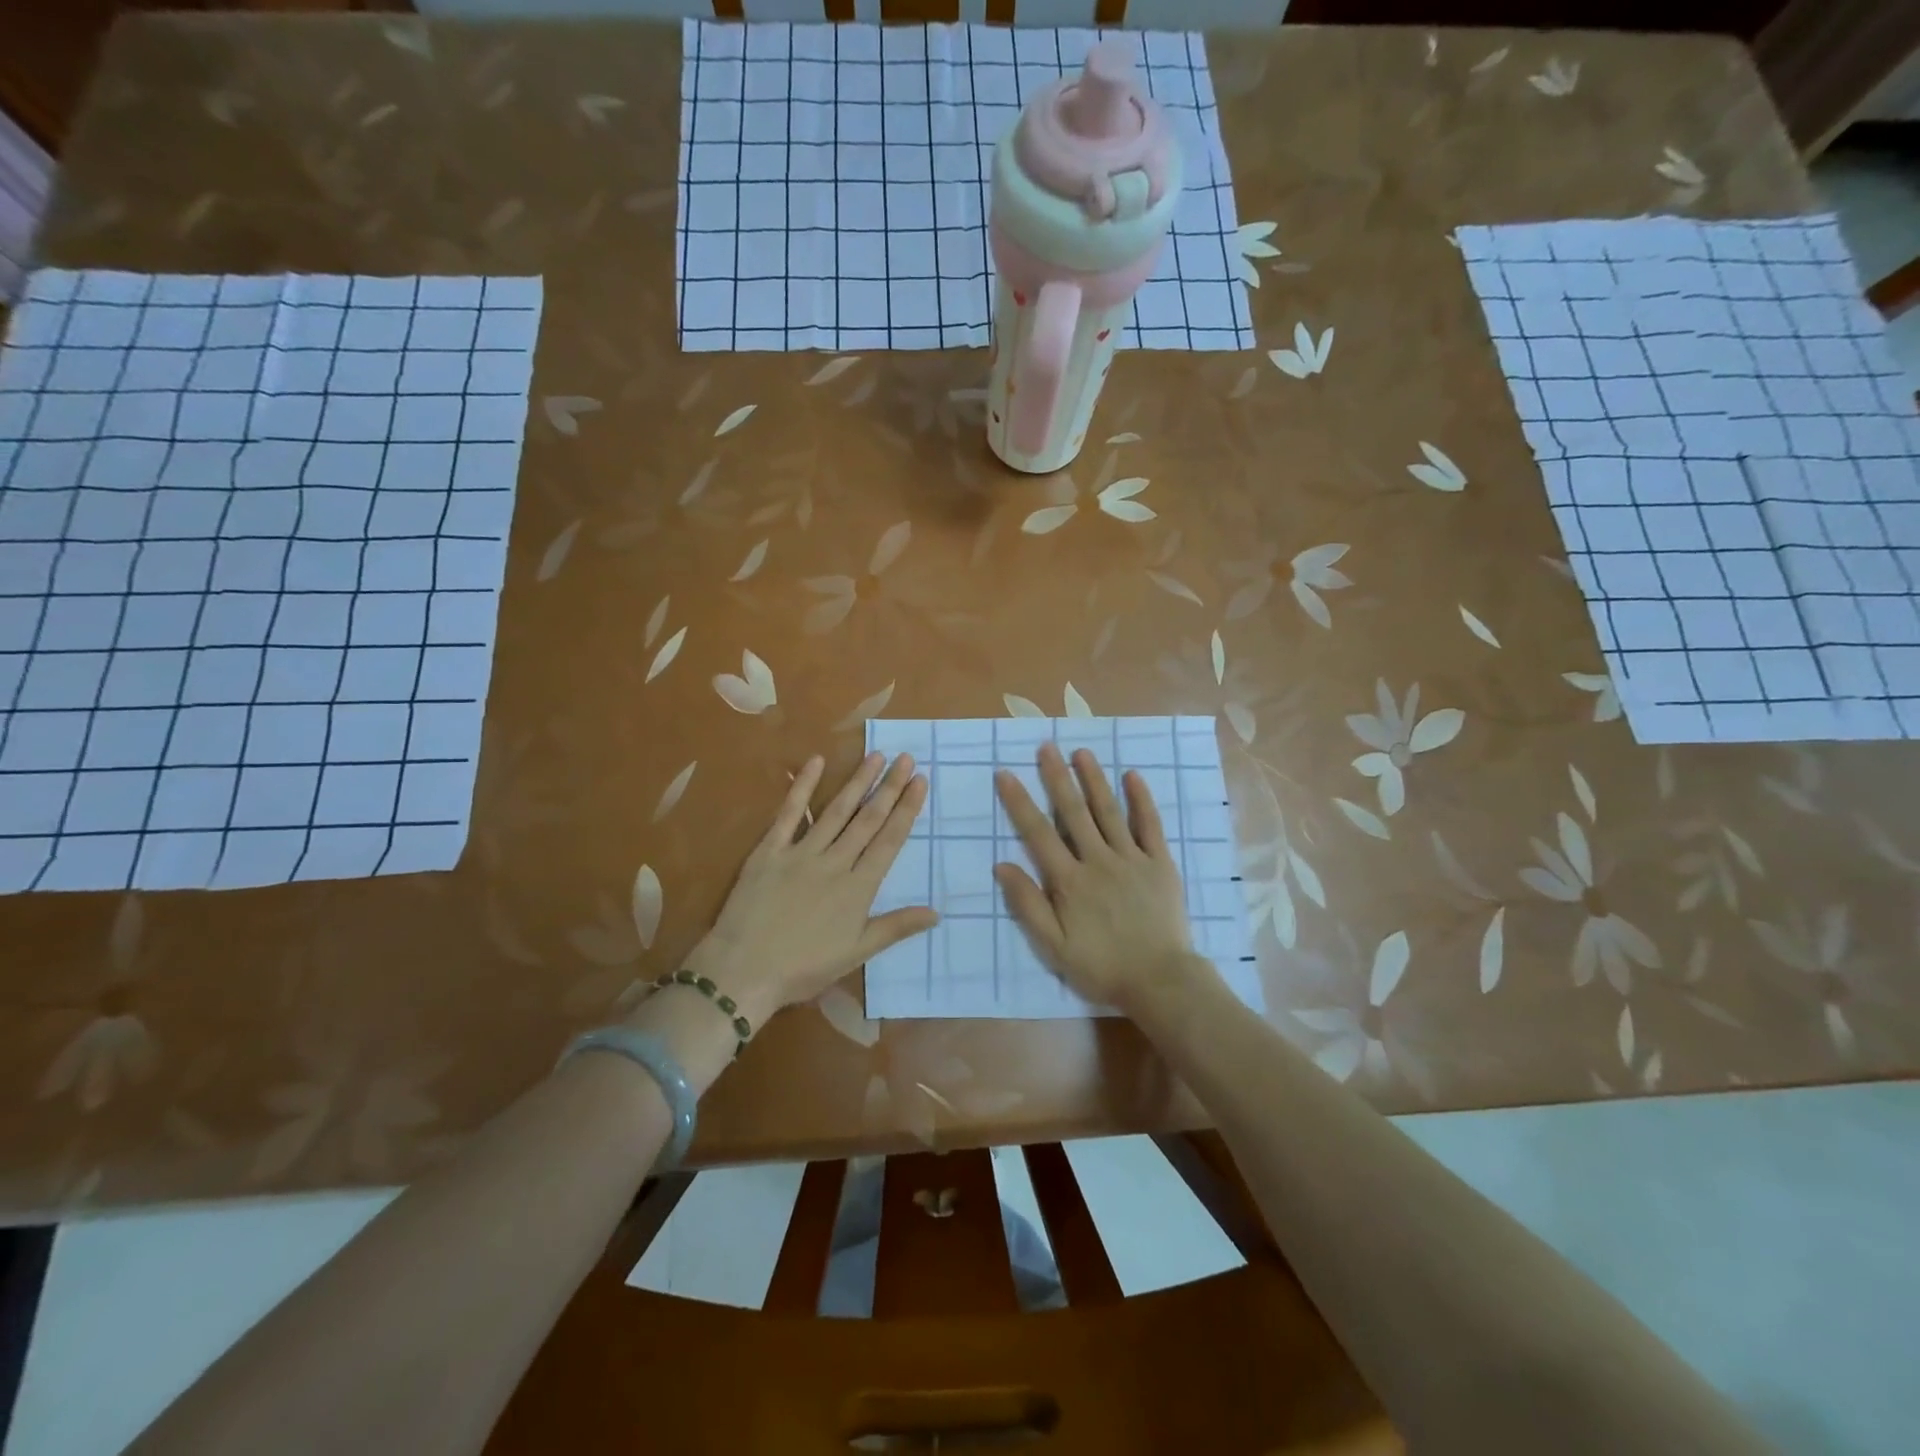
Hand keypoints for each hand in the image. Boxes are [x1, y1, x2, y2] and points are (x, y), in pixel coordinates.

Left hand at [683, 752, 937, 1024]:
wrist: (743, 971)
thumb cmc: (803, 968)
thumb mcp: (856, 953)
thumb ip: (896, 927)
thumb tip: (936, 912)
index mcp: (858, 888)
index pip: (889, 841)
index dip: (906, 810)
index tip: (920, 781)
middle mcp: (834, 862)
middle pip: (867, 819)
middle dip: (889, 787)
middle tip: (906, 758)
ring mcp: (801, 852)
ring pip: (836, 811)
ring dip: (857, 781)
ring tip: (876, 756)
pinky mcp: (769, 850)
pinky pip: (789, 814)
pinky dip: (802, 787)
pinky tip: (816, 762)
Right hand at [993, 743, 1214, 1016]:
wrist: (1160, 981)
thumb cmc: (1101, 966)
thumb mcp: (1054, 946)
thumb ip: (1028, 904)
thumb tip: (1002, 864)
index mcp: (1069, 881)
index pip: (1038, 833)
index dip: (1019, 802)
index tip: (1006, 774)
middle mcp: (1098, 860)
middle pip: (1073, 812)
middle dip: (1057, 777)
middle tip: (1045, 747)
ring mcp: (1132, 858)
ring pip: (1108, 811)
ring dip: (1094, 779)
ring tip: (1081, 752)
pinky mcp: (1159, 863)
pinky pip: (1150, 825)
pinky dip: (1141, 800)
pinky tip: (1133, 776)